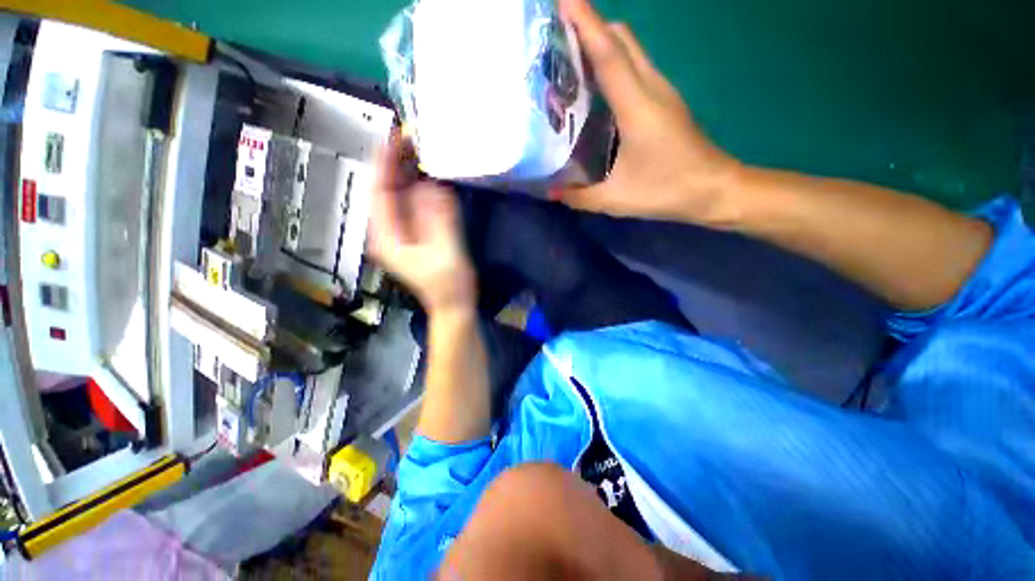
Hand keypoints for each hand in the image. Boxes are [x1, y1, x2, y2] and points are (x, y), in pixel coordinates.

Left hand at [369, 136, 475, 313]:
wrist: (453, 304)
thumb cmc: (448, 285)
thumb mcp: (445, 253)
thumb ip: (439, 220)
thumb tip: (433, 185)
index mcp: (387, 237)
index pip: (378, 191)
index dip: (385, 162)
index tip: (397, 137)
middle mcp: (388, 230)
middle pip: (386, 189)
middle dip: (396, 162)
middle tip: (414, 137)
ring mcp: (401, 231)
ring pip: (399, 194)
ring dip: (409, 171)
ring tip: (423, 148)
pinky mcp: (415, 232)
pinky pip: (413, 203)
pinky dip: (421, 186)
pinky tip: (432, 174)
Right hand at [553, 0, 740, 225]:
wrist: (715, 188)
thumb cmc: (667, 190)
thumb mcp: (616, 200)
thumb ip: (581, 197)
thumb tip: (552, 192)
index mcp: (637, 106)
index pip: (608, 54)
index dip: (586, 23)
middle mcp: (651, 88)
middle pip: (622, 39)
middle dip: (591, 25)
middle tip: (557, 35)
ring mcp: (662, 91)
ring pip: (631, 49)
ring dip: (603, 42)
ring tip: (570, 56)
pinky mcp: (666, 100)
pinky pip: (637, 67)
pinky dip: (615, 62)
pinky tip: (598, 83)